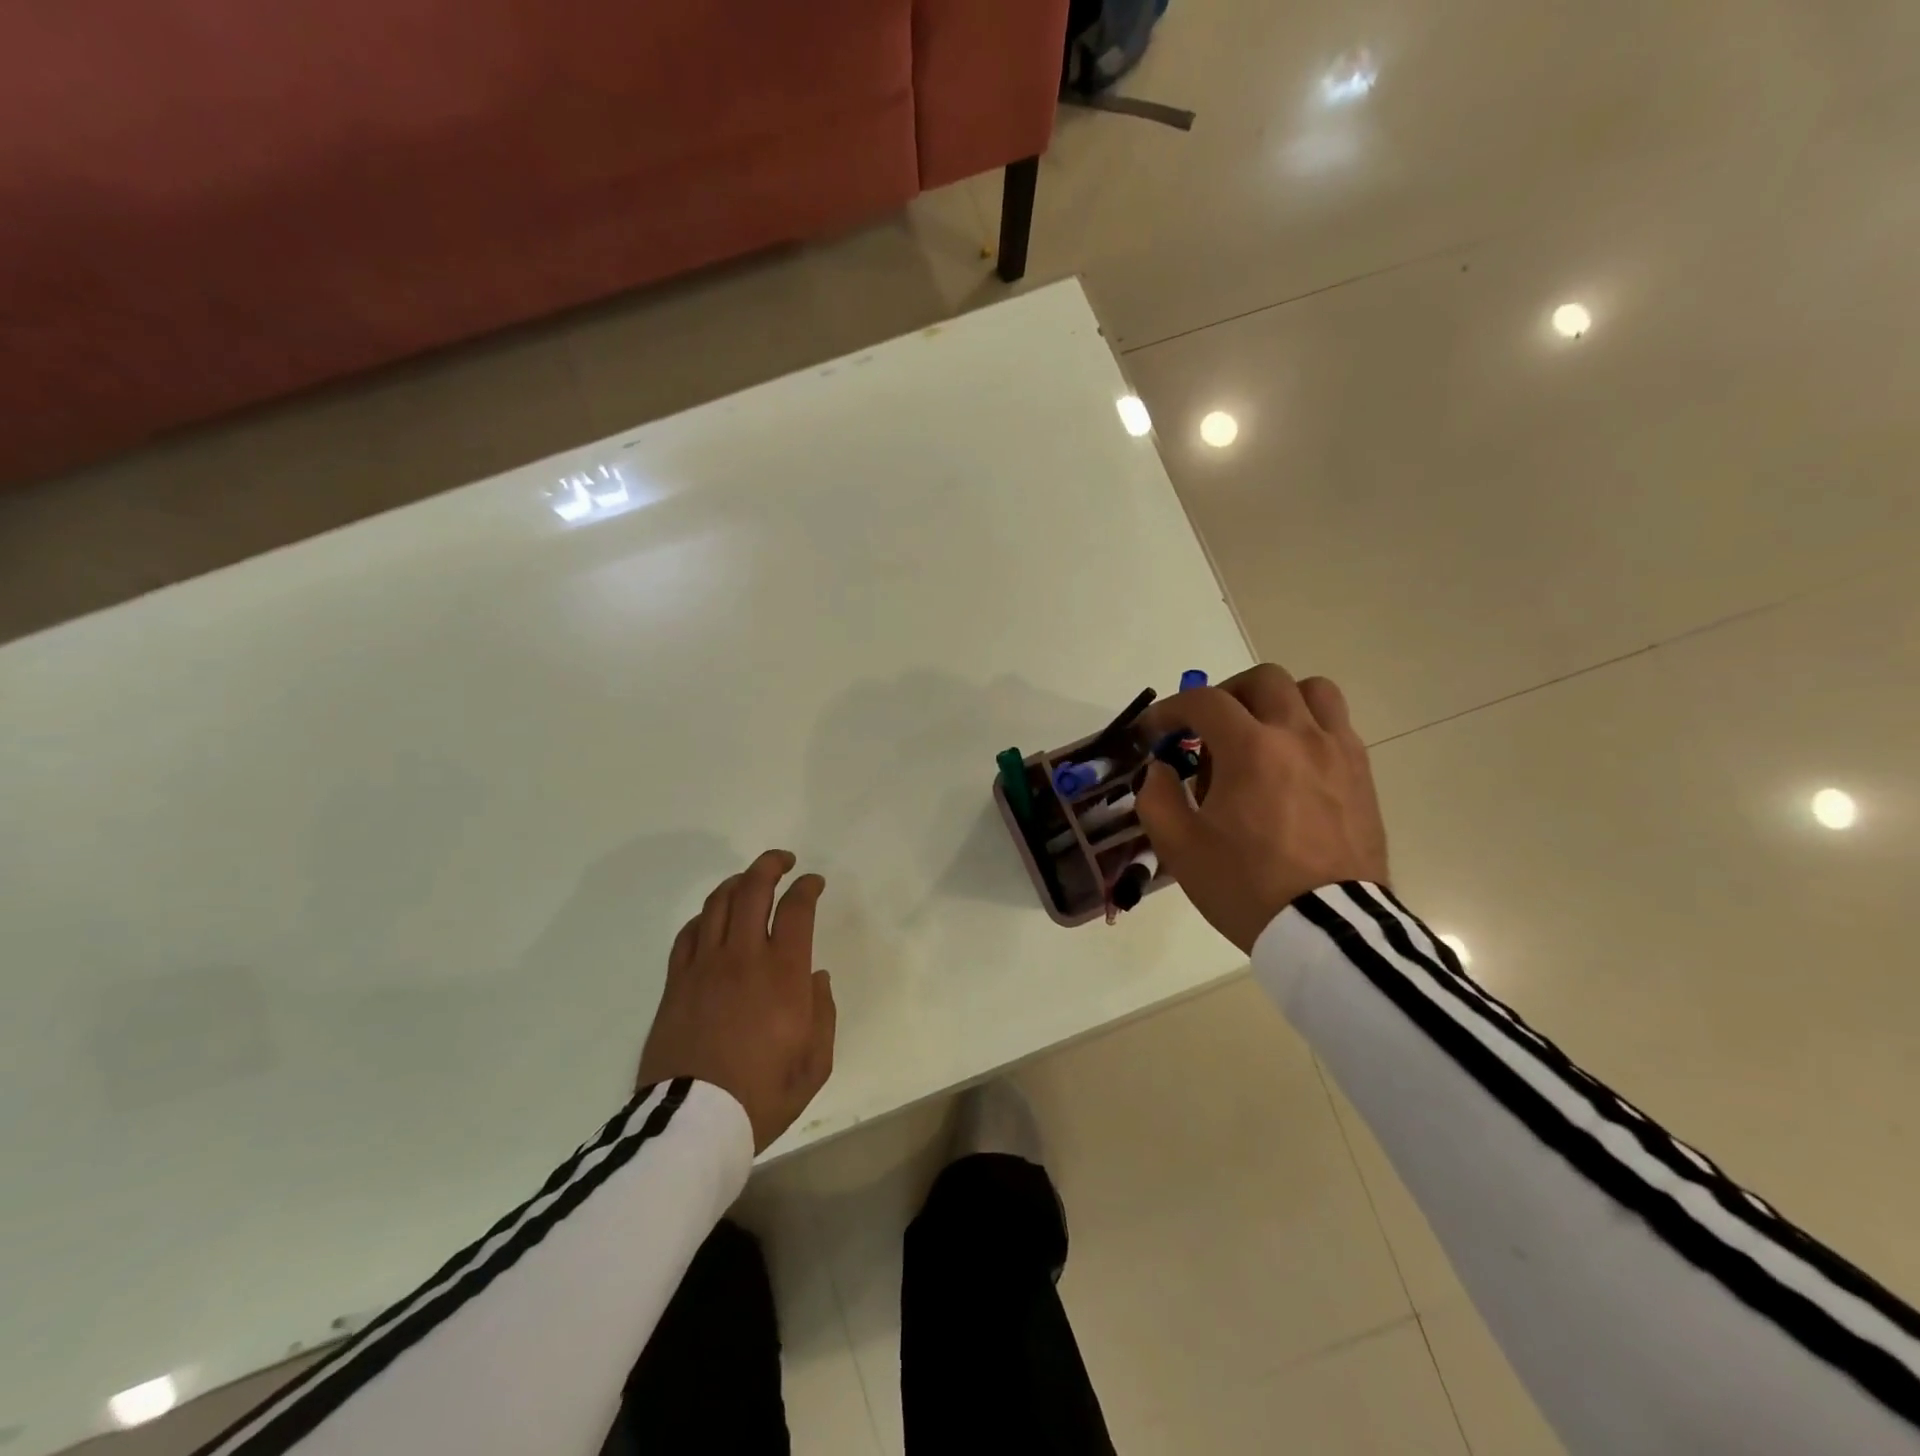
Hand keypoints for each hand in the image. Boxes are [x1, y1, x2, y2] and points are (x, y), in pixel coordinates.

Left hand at [636, 850, 835, 1152]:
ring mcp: (703, 967)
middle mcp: (742, 957)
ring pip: (717, 903)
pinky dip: (705, 916)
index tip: (814, 882)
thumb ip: (822, 1012)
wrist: (692, 1124)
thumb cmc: (762, 1095)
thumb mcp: (815, 1063)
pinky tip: (713, 919)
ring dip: (737, 882)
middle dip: (770, 865)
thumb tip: (815, 976)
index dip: (807, 886)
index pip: (795, 908)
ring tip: (749, 881)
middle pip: (752, 889)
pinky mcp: (676, 983)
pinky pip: (689, 933)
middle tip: (783, 861)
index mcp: (782, 973)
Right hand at [1135, 664, 1388, 952]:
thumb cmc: (1246, 886)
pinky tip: (1290, 764)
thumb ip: (1156, 797)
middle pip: (1263, 680)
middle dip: (1225, 695)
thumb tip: (1160, 769)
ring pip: (1313, 691)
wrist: (1327, 929)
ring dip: (1277, 701)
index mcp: (1251, 749)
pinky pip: (1337, 726)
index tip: (1153, 732)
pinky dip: (1307, 727)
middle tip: (1206, 729)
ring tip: (1258, 735)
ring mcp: (1338, 752)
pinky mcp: (1362, 774)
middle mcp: (1299, 735)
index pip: (1204, 702)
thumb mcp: (1179, 848)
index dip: (1169, 710)